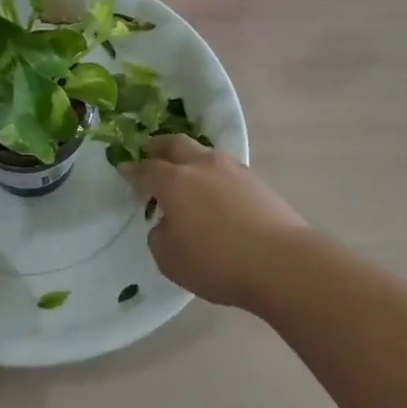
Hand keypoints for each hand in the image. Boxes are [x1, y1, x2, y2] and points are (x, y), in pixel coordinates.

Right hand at [122, 136, 309, 310]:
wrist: (282, 262)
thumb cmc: (217, 262)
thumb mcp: (170, 259)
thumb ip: (160, 235)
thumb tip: (169, 223)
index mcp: (174, 181)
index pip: (147, 169)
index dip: (133, 170)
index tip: (124, 169)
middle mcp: (202, 166)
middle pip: (176, 144)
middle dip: (159, 146)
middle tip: (150, 151)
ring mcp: (233, 170)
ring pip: (205, 153)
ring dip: (190, 157)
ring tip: (185, 170)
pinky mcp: (257, 183)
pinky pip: (225, 169)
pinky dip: (213, 174)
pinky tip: (214, 189)